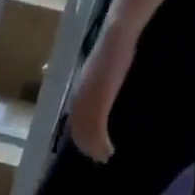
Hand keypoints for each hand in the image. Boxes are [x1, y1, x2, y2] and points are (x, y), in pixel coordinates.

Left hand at [67, 21, 137, 162]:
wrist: (118, 35)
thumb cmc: (114, 50)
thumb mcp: (102, 74)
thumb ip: (98, 88)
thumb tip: (101, 99)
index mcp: (79, 94)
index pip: (76, 123)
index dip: (82, 138)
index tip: (90, 149)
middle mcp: (79, 100)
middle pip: (79, 133)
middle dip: (88, 148)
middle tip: (99, 159)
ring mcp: (87, 102)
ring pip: (87, 135)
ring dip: (95, 150)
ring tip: (105, 158)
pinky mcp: (99, 102)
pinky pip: (97, 131)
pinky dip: (101, 144)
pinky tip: (108, 151)